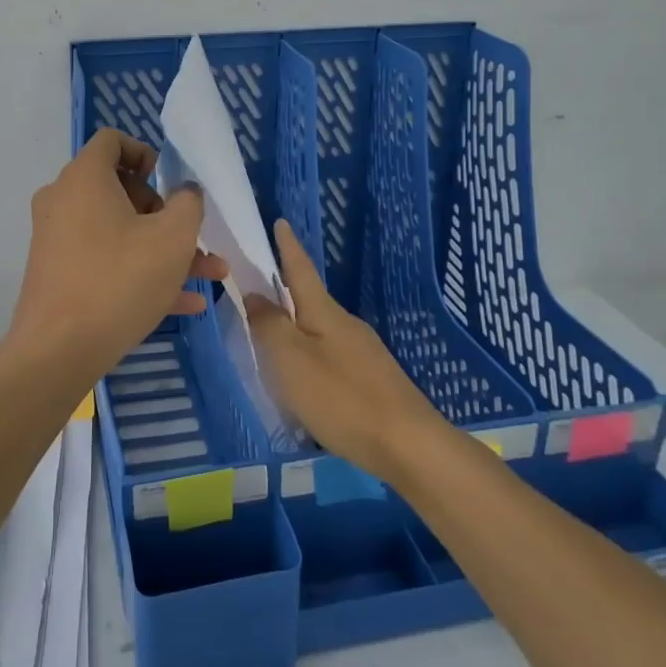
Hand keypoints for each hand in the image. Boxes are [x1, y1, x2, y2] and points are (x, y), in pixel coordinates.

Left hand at [6, 130, 227, 375]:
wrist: (58, 351)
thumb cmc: (119, 280)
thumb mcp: (173, 238)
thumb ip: (188, 204)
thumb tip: (185, 193)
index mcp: (84, 178)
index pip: (112, 141)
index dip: (146, 154)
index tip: (169, 183)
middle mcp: (64, 200)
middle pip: (120, 190)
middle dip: (165, 214)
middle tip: (192, 239)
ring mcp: (57, 239)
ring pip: (119, 232)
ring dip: (163, 249)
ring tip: (208, 275)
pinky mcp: (58, 274)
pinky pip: (105, 261)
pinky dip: (139, 272)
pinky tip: (184, 304)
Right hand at [245, 219, 448, 481]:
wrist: (408, 445)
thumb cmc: (341, 397)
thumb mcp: (291, 359)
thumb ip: (269, 325)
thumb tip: (256, 295)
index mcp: (324, 312)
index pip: (300, 269)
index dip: (288, 247)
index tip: (281, 221)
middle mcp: (346, 325)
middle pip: (310, 301)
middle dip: (286, 294)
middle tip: (257, 295)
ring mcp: (364, 353)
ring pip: (321, 332)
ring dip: (297, 331)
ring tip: (272, 346)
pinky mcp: (373, 380)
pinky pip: (332, 357)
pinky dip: (311, 359)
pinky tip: (305, 382)